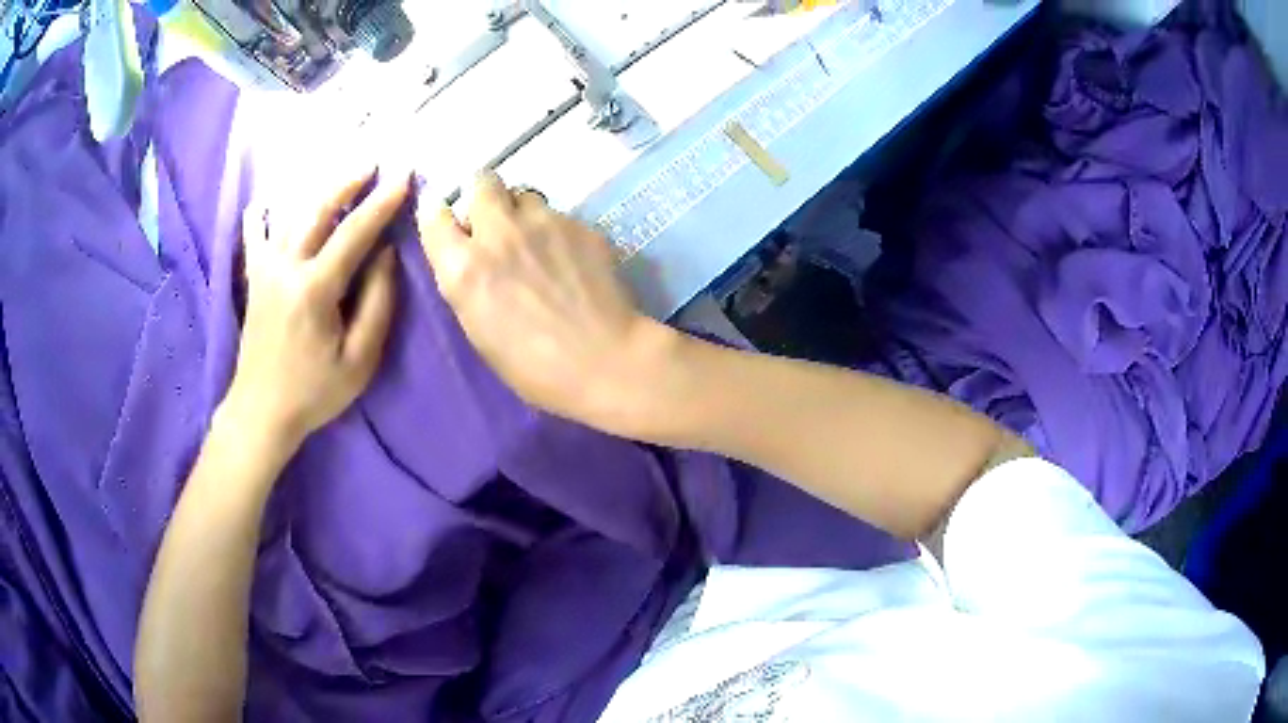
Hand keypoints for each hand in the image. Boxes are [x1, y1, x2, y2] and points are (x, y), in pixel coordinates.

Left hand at [223, 166, 407, 448]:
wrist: (261, 411)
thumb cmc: (314, 392)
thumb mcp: (359, 360)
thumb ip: (377, 304)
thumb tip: (385, 255)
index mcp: (314, 289)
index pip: (354, 233)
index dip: (382, 203)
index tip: (404, 176)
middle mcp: (286, 267)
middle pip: (319, 210)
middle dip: (349, 182)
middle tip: (374, 163)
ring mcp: (265, 270)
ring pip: (292, 215)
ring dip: (319, 191)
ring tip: (342, 175)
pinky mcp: (253, 279)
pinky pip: (254, 236)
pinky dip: (261, 215)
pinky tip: (265, 201)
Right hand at [417, 172, 676, 428]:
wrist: (603, 361)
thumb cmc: (532, 366)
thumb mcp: (477, 328)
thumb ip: (466, 279)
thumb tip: (468, 251)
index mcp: (464, 266)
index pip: (434, 214)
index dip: (439, 215)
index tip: (450, 223)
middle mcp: (499, 231)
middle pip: (482, 181)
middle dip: (484, 196)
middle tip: (495, 223)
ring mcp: (544, 222)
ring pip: (524, 195)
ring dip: (522, 212)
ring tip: (537, 242)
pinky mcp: (580, 224)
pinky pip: (559, 216)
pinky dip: (557, 231)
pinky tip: (572, 260)